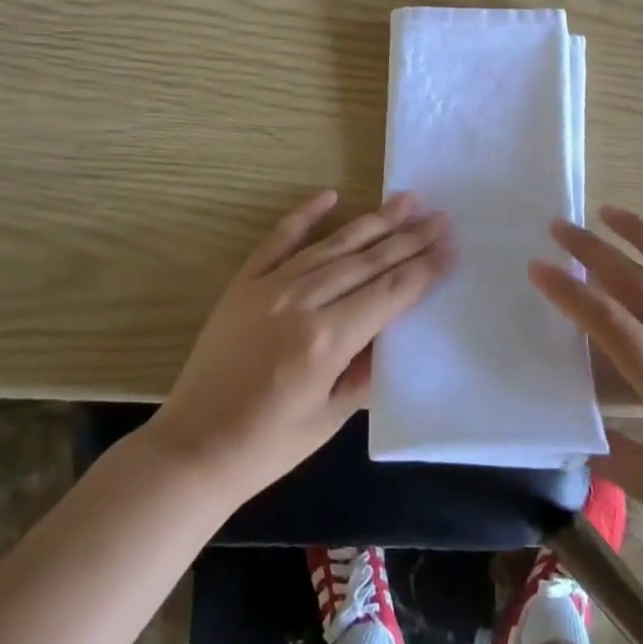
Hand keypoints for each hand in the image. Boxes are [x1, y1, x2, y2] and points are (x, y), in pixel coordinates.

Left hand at [147, 190, 448, 501]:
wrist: (193, 448)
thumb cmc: (268, 446)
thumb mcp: (331, 417)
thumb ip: (367, 368)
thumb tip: (395, 329)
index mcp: (327, 340)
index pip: (389, 293)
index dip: (423, 269)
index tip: (449, 246)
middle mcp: (302, 302)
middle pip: (368, 261)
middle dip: (408, 238)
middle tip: (440, 216)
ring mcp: (270, 286)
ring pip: (333, 245)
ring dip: (372, 221)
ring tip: (405, 199)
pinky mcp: (244, 282)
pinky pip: (279, 239)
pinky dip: (305, 215)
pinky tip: (330, 195)